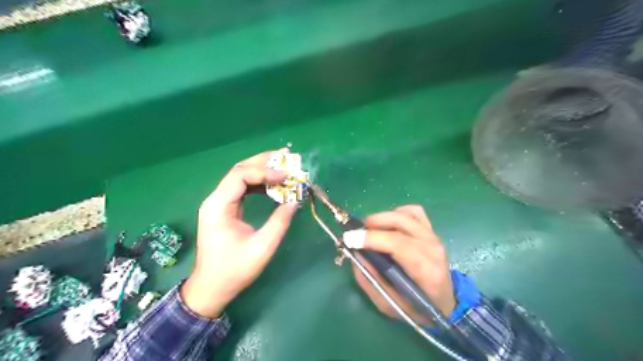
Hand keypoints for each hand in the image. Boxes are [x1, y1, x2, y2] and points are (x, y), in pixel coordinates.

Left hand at [180, 147, 297, 316]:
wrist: (212, 287)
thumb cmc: (234, 270)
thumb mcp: (262, 247)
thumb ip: (279, 222)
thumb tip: (295, 201)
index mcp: (219, 206)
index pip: (241, 176)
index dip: (265, 172)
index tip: (286, 176)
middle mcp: (216, 199)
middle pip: (239, 170)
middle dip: (263, 162)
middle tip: (286, 156)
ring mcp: (220, 203)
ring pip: (241, 177)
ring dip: (262, 170)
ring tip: (283, 167)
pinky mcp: (226, 208)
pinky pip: (243, 188)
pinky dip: (260, 183)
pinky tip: (274, 185)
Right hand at [354, 206, 453, 323]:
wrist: (444, 303)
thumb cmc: (416, 308)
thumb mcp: (389, 304)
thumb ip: (370, 280)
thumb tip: (355, 254)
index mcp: (426, 271)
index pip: (399, 244)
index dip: (372, 238)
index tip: (350, 238)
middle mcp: (433, 248)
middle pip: (401, 224)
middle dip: (373, 223)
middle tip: (356, 232)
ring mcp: (433, 236)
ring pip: (406, 214)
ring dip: (383, 217)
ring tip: (369, 228)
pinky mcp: (431, 230)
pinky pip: (414, 211)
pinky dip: (397, 213)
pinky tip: (388, 224)